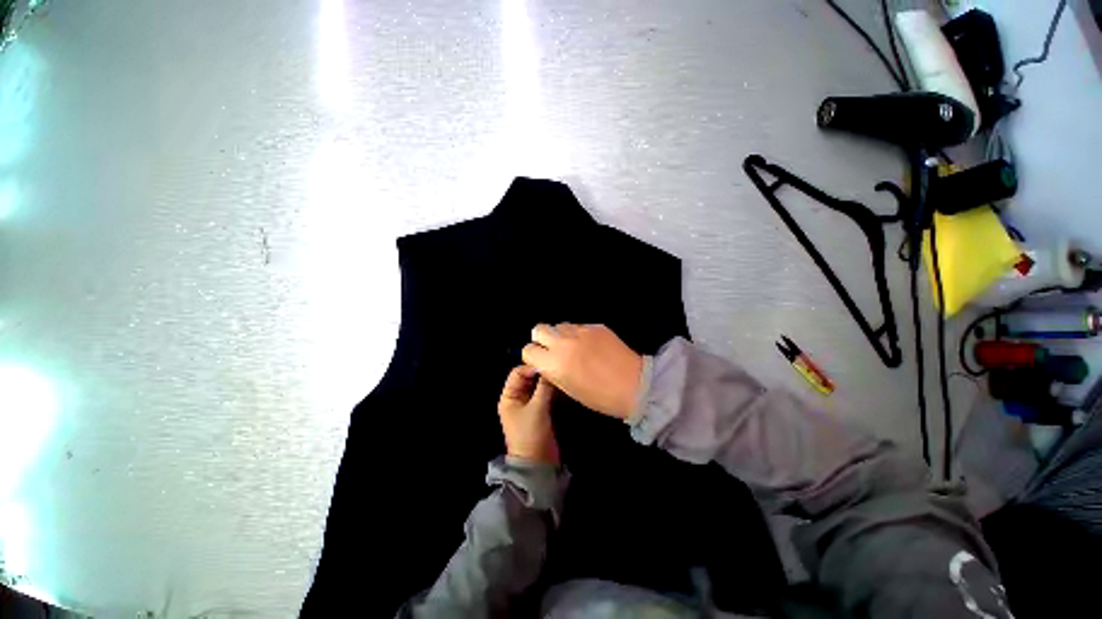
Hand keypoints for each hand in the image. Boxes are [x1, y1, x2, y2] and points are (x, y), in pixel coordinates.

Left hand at [497, 365, 558, 464]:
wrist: (538, 465)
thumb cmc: (531, 435)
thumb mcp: (537, 409)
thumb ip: (544, 387)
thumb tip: (551, 367)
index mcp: (509, 396)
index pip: (518, 372)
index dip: (531, 367)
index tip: (548, 366)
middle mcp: (518, 398)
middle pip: (529, 378)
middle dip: (542, 373)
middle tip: (558, 369)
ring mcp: (530, 405)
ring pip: (539, 386)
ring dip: (549, 382)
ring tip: (562, 377)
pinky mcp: (541, 411)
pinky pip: (546, 395)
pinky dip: (553, 390)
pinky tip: (564, 387)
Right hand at [522, 324, 642, 419]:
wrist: (635, 386)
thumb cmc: (600, 396)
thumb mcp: (568, 389)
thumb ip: (552, 371)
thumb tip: (544, 362)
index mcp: (554, 363)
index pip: (528, 350)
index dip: (532, 357)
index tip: (540, 362)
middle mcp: (563, 342)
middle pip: (539, 329)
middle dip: (542, 340)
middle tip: (553, 351)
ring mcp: (580, 331)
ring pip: (559, 325)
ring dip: (560, 335)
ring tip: (573, 347)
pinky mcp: (595, 326)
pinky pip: (577, 326)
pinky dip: (578, 334)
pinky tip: (590, 345)